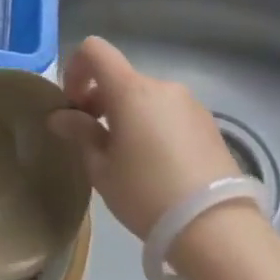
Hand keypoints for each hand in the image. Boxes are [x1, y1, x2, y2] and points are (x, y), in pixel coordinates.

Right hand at [48, 36, 244, 238]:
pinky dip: (153, 125)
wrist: (218, 230)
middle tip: (94, 138)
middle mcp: (163, 86)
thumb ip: (80, 134)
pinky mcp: (210, 125)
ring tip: (128, 157)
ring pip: (146, 97)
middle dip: (100, 99)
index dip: (75, 68)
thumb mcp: (102, 169)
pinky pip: (169, 113)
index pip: (95, 50)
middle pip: (120, 77)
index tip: (73, 105)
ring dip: (128, 114)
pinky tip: (157, 165)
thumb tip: (61, 117)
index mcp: (131, 90)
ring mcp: (191, 104)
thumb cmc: (147, 194)